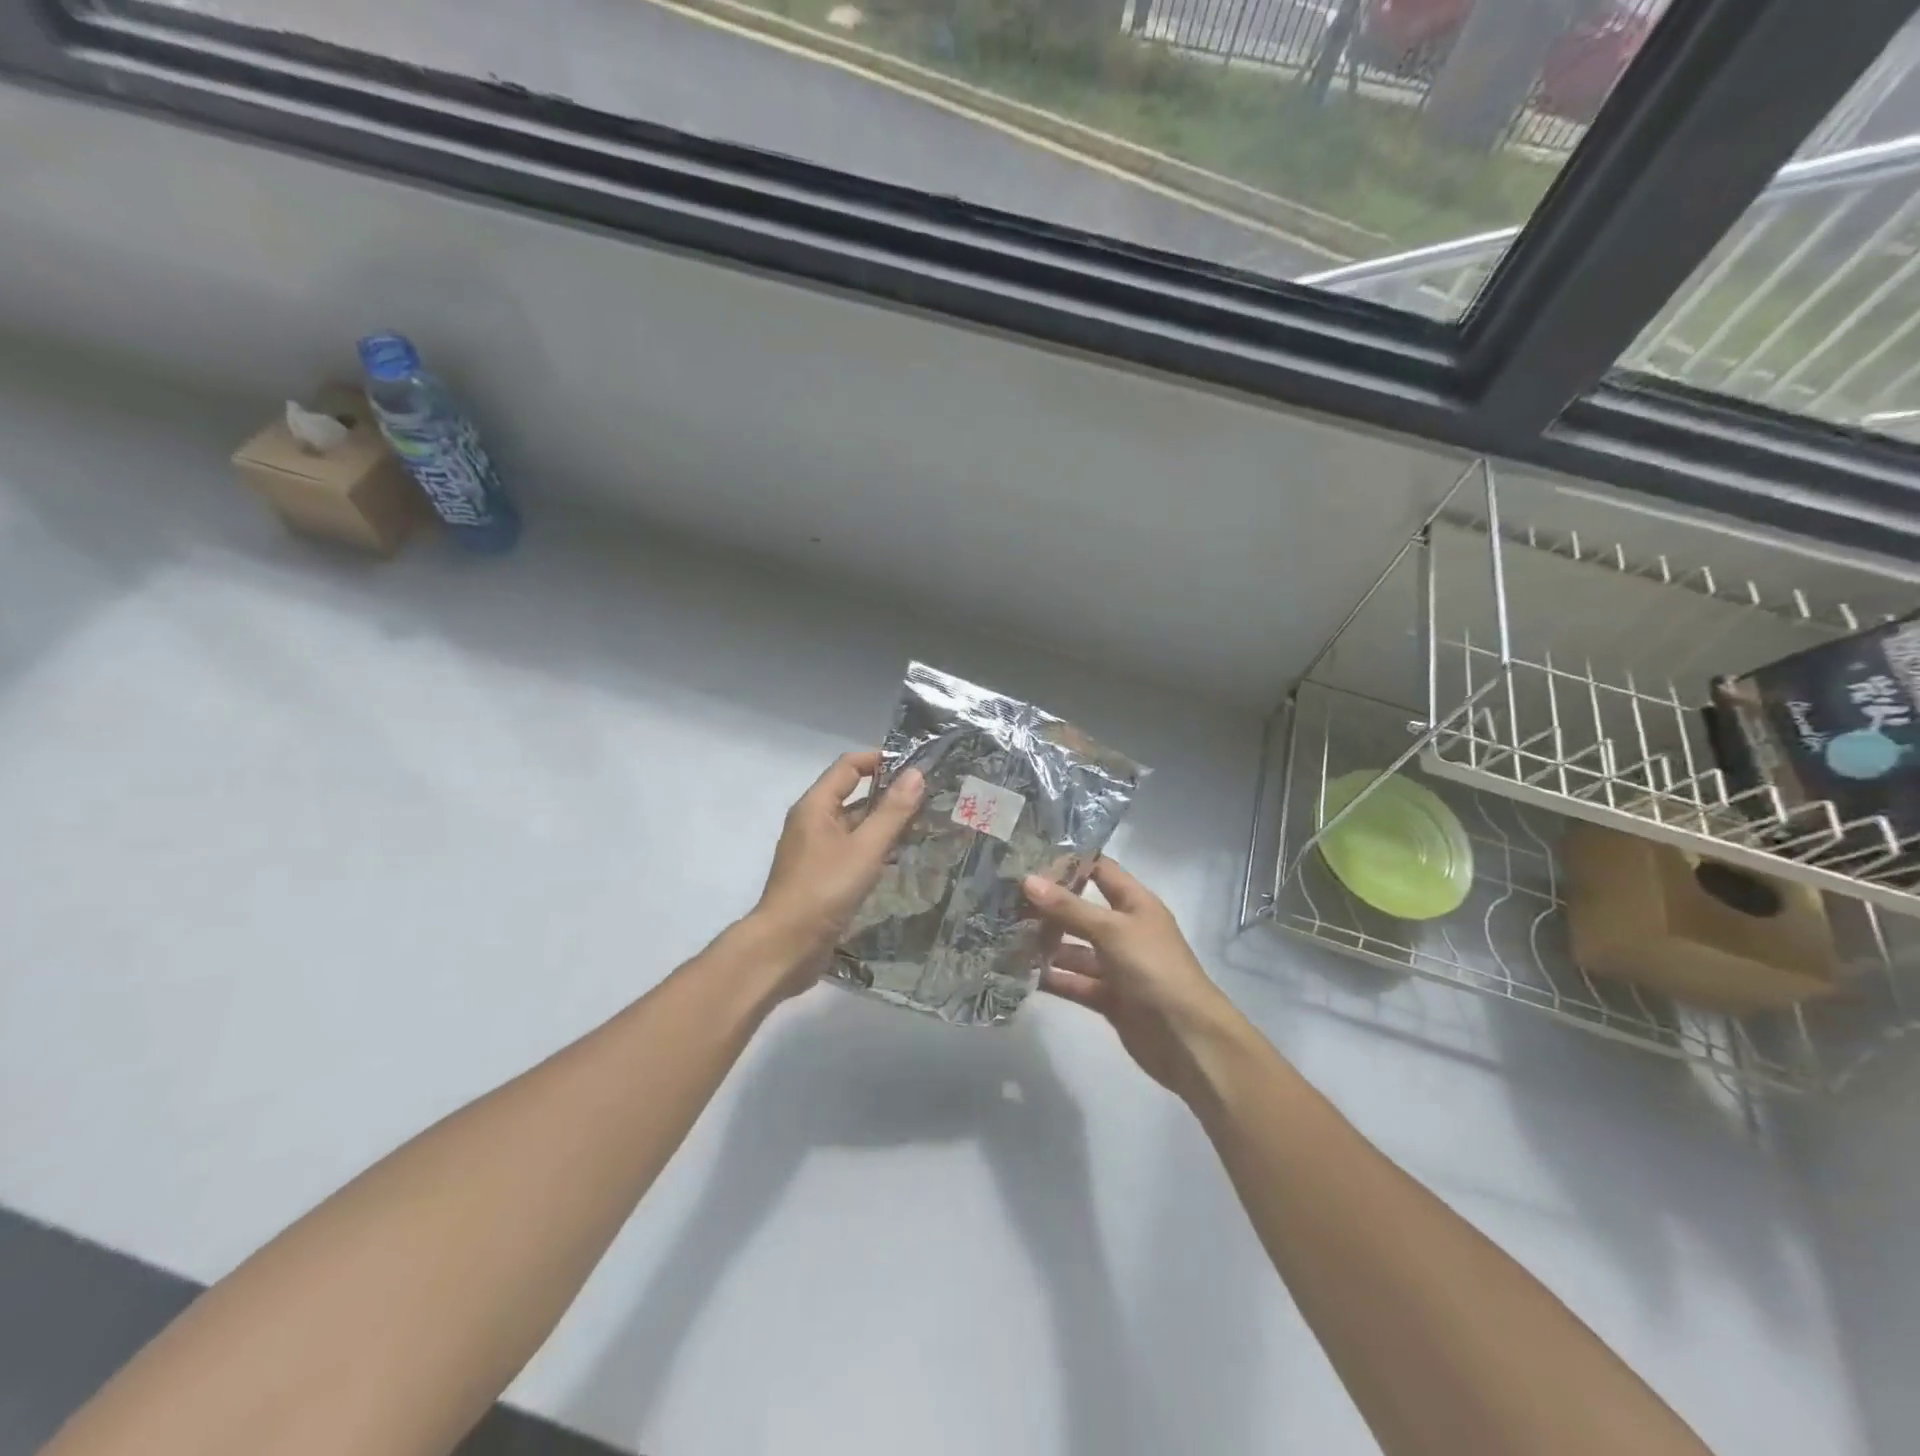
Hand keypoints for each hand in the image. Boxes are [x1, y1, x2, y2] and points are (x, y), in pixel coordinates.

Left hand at [751, 750, 923, 997]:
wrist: (786, 946)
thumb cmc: (824, 889)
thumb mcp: (865, 848)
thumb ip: (892, 812)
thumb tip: (916, 774)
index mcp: (815, 806)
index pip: (849, 766)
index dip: (880, 761)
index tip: (916, 769)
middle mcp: (812, 822)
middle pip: (852, 795)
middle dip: (888, 795)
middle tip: (929, 799)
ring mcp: (815, 851)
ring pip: (854, 826)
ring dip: (884, 824)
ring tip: (924, 826)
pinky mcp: (821, 876)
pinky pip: (851, 851)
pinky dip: (874, 849)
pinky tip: (900, 859)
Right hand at [1024, 859, 1246, 1101]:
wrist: (1188, 1039)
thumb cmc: (1154, 969)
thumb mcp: (1112, 930)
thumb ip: (1069, 908)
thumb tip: (1028, 880)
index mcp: (1135, 903)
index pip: (1100, 870)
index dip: (1069, 861)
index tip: (1028, 854)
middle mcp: (1125, 930)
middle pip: (1081, 910)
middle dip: (1047, 906)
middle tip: (1003, 896)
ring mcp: (1116, 965)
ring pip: (1074, 949)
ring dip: (1045, 944)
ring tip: (1002, 935)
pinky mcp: (1108, 997)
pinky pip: (1074, 982)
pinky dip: (1052, 978)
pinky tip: (1019, 973)